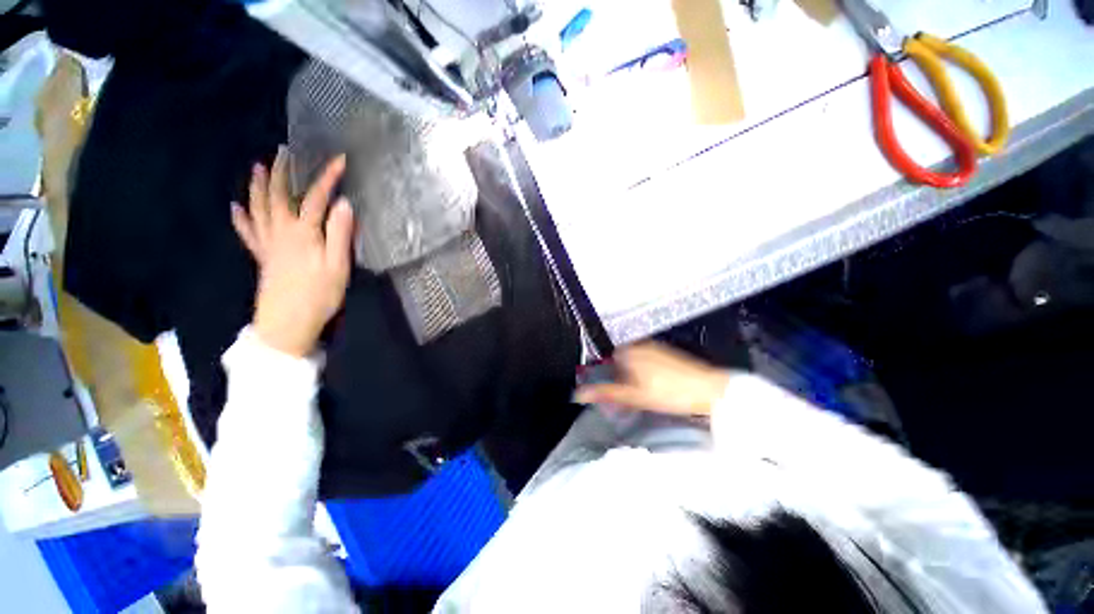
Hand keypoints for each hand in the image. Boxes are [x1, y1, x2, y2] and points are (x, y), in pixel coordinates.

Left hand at [231, 147, 353, 356]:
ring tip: (259, 168)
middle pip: (280, 196)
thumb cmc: (319, 295)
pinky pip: (248, 232)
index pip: (317, 198)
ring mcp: (268, 244)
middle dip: (284, 172)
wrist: (287, 324)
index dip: (328, 178)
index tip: (339, 160)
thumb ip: (340, 234)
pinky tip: (236, 207)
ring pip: (259, 208)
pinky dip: (241, 218)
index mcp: (303, 233)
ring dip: (259, 187)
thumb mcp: (338, 266)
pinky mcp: (262, 257)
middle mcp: (281, 232)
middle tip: (284, 152)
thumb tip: (344, 204)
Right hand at [573, 342, 729, 415]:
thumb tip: (580, 394)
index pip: (606, 362)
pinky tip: (655, 391)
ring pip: (633, 364)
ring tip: (640, 398)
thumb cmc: (670, 392)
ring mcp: (655, 349)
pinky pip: (647, 364)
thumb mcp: (633, 396)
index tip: (610, 395)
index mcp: (628, 352)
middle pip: (619, 363)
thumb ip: (605, 393)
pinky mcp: (667, 355)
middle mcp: (639, 346)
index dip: (605, 379)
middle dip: (618, 380)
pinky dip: (644, 376)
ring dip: (631, 379)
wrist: (709, 390)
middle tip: (624, 401)